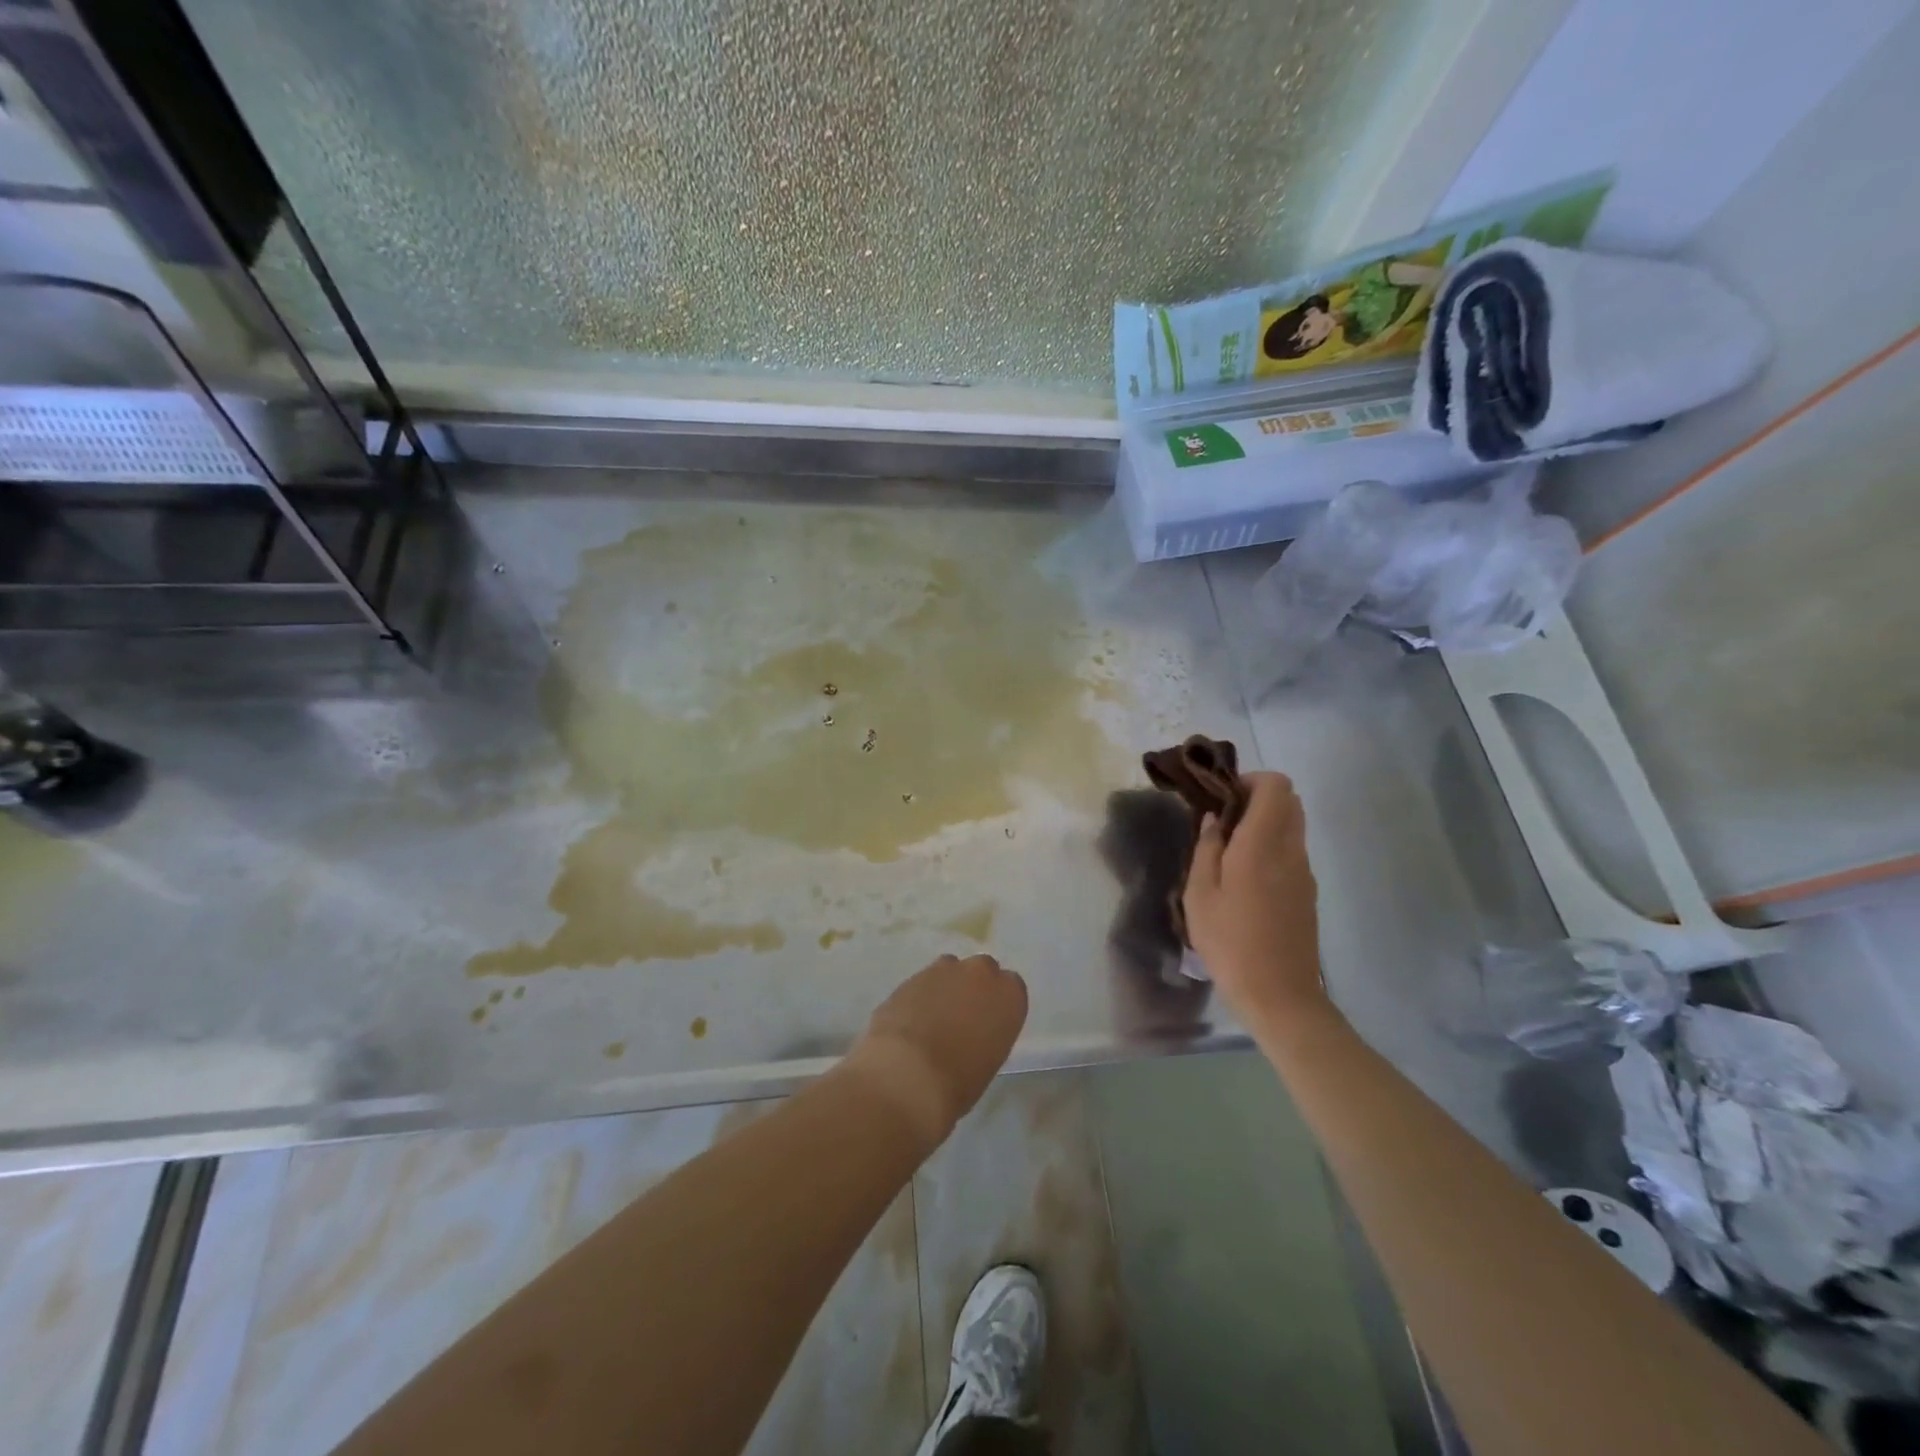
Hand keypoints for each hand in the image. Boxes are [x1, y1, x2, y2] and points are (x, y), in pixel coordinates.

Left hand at [842, 954, 1027, 1147]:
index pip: (1011, 987)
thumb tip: (971, 1035)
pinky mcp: (911, 976)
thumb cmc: (958, 1081)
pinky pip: (923, 982)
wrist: (907, 1074)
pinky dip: (919, 997)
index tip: (989, 1023)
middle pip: (981, 972)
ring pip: (950, 972)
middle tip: (961, 1019)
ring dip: (945, 989)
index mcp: (1009, 995)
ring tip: (932, 1021)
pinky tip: (910, 1023)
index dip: (998, 1004)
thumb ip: (986, 1035)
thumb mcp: (988, 1062)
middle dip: (973, 988)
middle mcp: (980, 973)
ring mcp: (943, 970)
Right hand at [1184, 772, 1329, 1023]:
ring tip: (1229, 851)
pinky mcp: (1307, 892)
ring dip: (1264, 824)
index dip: (1250, 780)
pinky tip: (1244, 879)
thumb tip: (1213, 820)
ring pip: (1292, 826)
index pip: (1276, 785)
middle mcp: (1291, 850)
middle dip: (1256, 798)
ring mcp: (1304, 872)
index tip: (1221, 799)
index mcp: (1263, 843)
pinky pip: (1292, 851)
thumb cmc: (1230, 942)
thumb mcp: (1200, 894)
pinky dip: (1272, 847)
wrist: (1279, 995)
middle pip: (1289, 801)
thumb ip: (1206, 849)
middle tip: (1223, 822)